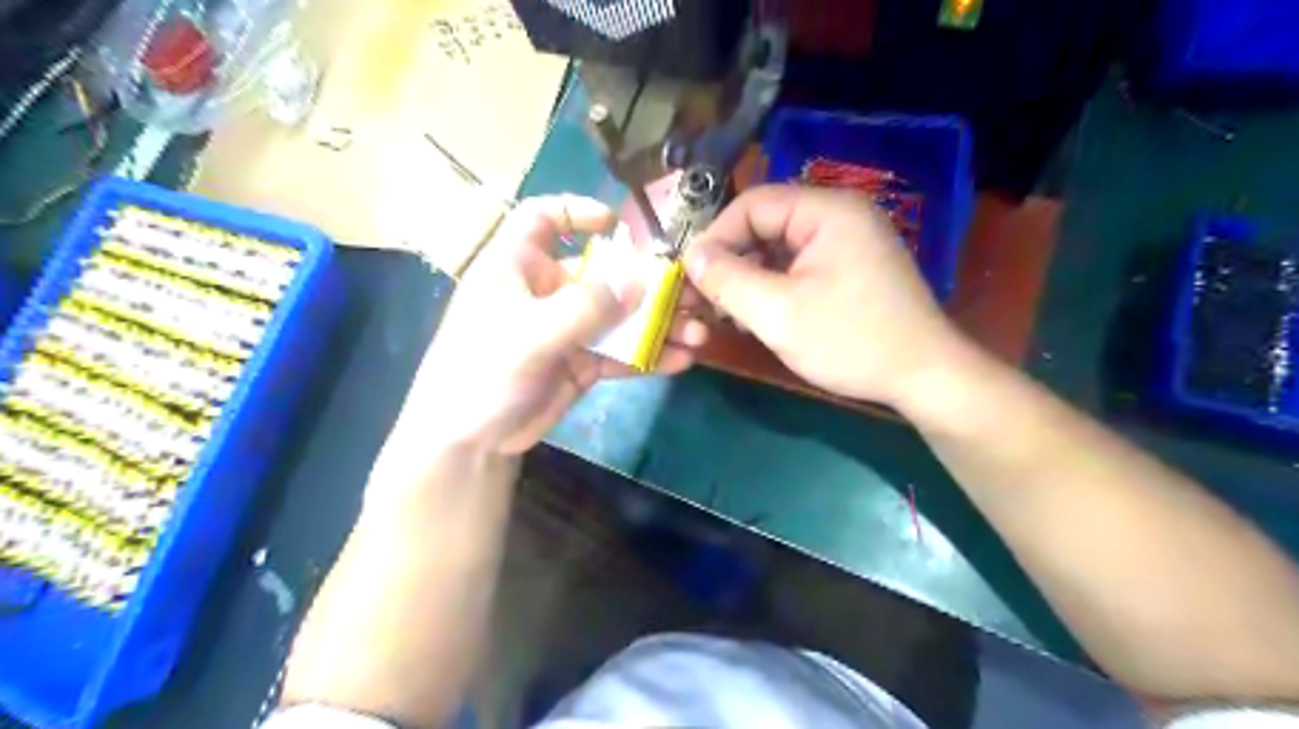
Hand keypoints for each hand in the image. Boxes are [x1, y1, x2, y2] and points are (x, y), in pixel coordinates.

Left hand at [404, 195, 709, 454]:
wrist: (468, 440)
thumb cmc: (482, 370)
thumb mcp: (531, 333)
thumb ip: (586, 307)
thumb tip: (639, 281)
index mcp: (517, 266)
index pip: (542, 219)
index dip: (577, 213)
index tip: (617, 225)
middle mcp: (545, 291)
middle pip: (601, 272)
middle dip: (646, 283)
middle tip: (690, 294)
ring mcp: (566, 329)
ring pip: (618, 316)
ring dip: (657, 324)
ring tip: (697, 334)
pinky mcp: (580, 363)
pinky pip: (619, 352)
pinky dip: (648, 356)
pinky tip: (680, 361)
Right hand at [685, 186, 968, 405]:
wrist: (923, 377)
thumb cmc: (850, 340)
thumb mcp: (778, 313)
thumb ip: (727, 280)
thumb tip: (691, 255)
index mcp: (827, 210)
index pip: (752, 204)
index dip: (715, 237)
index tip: (690, 275)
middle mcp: (839, 215)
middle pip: (765, 225)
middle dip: (731, 260)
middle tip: (704, 298)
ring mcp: (848, 242)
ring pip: (779, 248)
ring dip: (749, 277)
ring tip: (726, 312)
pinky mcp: (851, 267)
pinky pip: (799, 265)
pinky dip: (773, 286)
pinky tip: (758, 315)